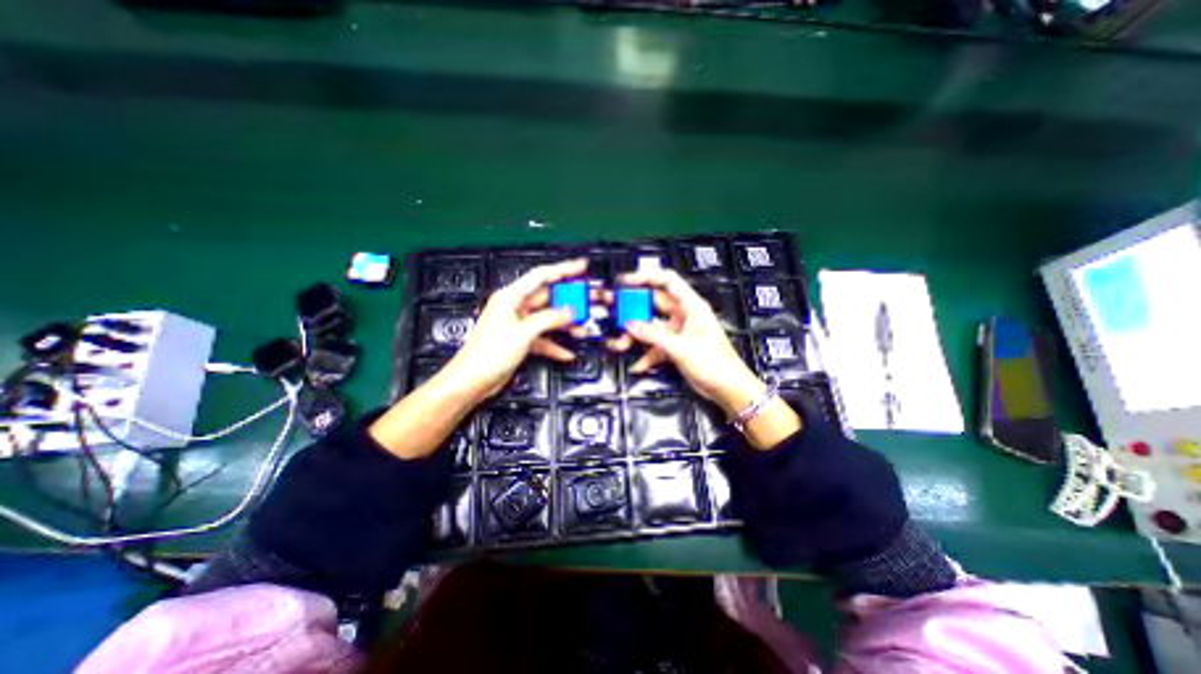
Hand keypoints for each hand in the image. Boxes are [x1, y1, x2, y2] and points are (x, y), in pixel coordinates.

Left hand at [442, 257, 588, 403]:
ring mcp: (519, 325)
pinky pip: (544, 338)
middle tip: (587, 300)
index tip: (581, 267)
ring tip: (582, 327)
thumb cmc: (487, 353)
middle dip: (569, 300)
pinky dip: (555, 345)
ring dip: (565, 324)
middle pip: (548, 298)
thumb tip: (569, 311)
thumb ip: (549, 319)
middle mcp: (515, 308)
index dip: (563, 269)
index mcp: (510, 297)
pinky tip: (567, 352)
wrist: (473, 381)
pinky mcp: (521, 341)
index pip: (541, 276)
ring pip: (548, 319)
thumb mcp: (522, 333)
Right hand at [606, 270, 763, 414]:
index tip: (625, 282)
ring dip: (636, 335)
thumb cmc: (715, 363)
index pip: (667, 281)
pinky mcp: (675, 347)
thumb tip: (630, 325)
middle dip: (633, 309)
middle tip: (614, 312)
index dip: (646, 277)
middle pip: (653, 304)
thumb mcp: (680, 347)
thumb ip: (653, 335)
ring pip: (651, 327)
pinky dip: (645, 354)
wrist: (728, 389)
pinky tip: (637, 365)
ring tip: (620, 344)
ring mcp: (678, 332)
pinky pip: (655, 346)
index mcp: (691, 306)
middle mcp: (683, 315)